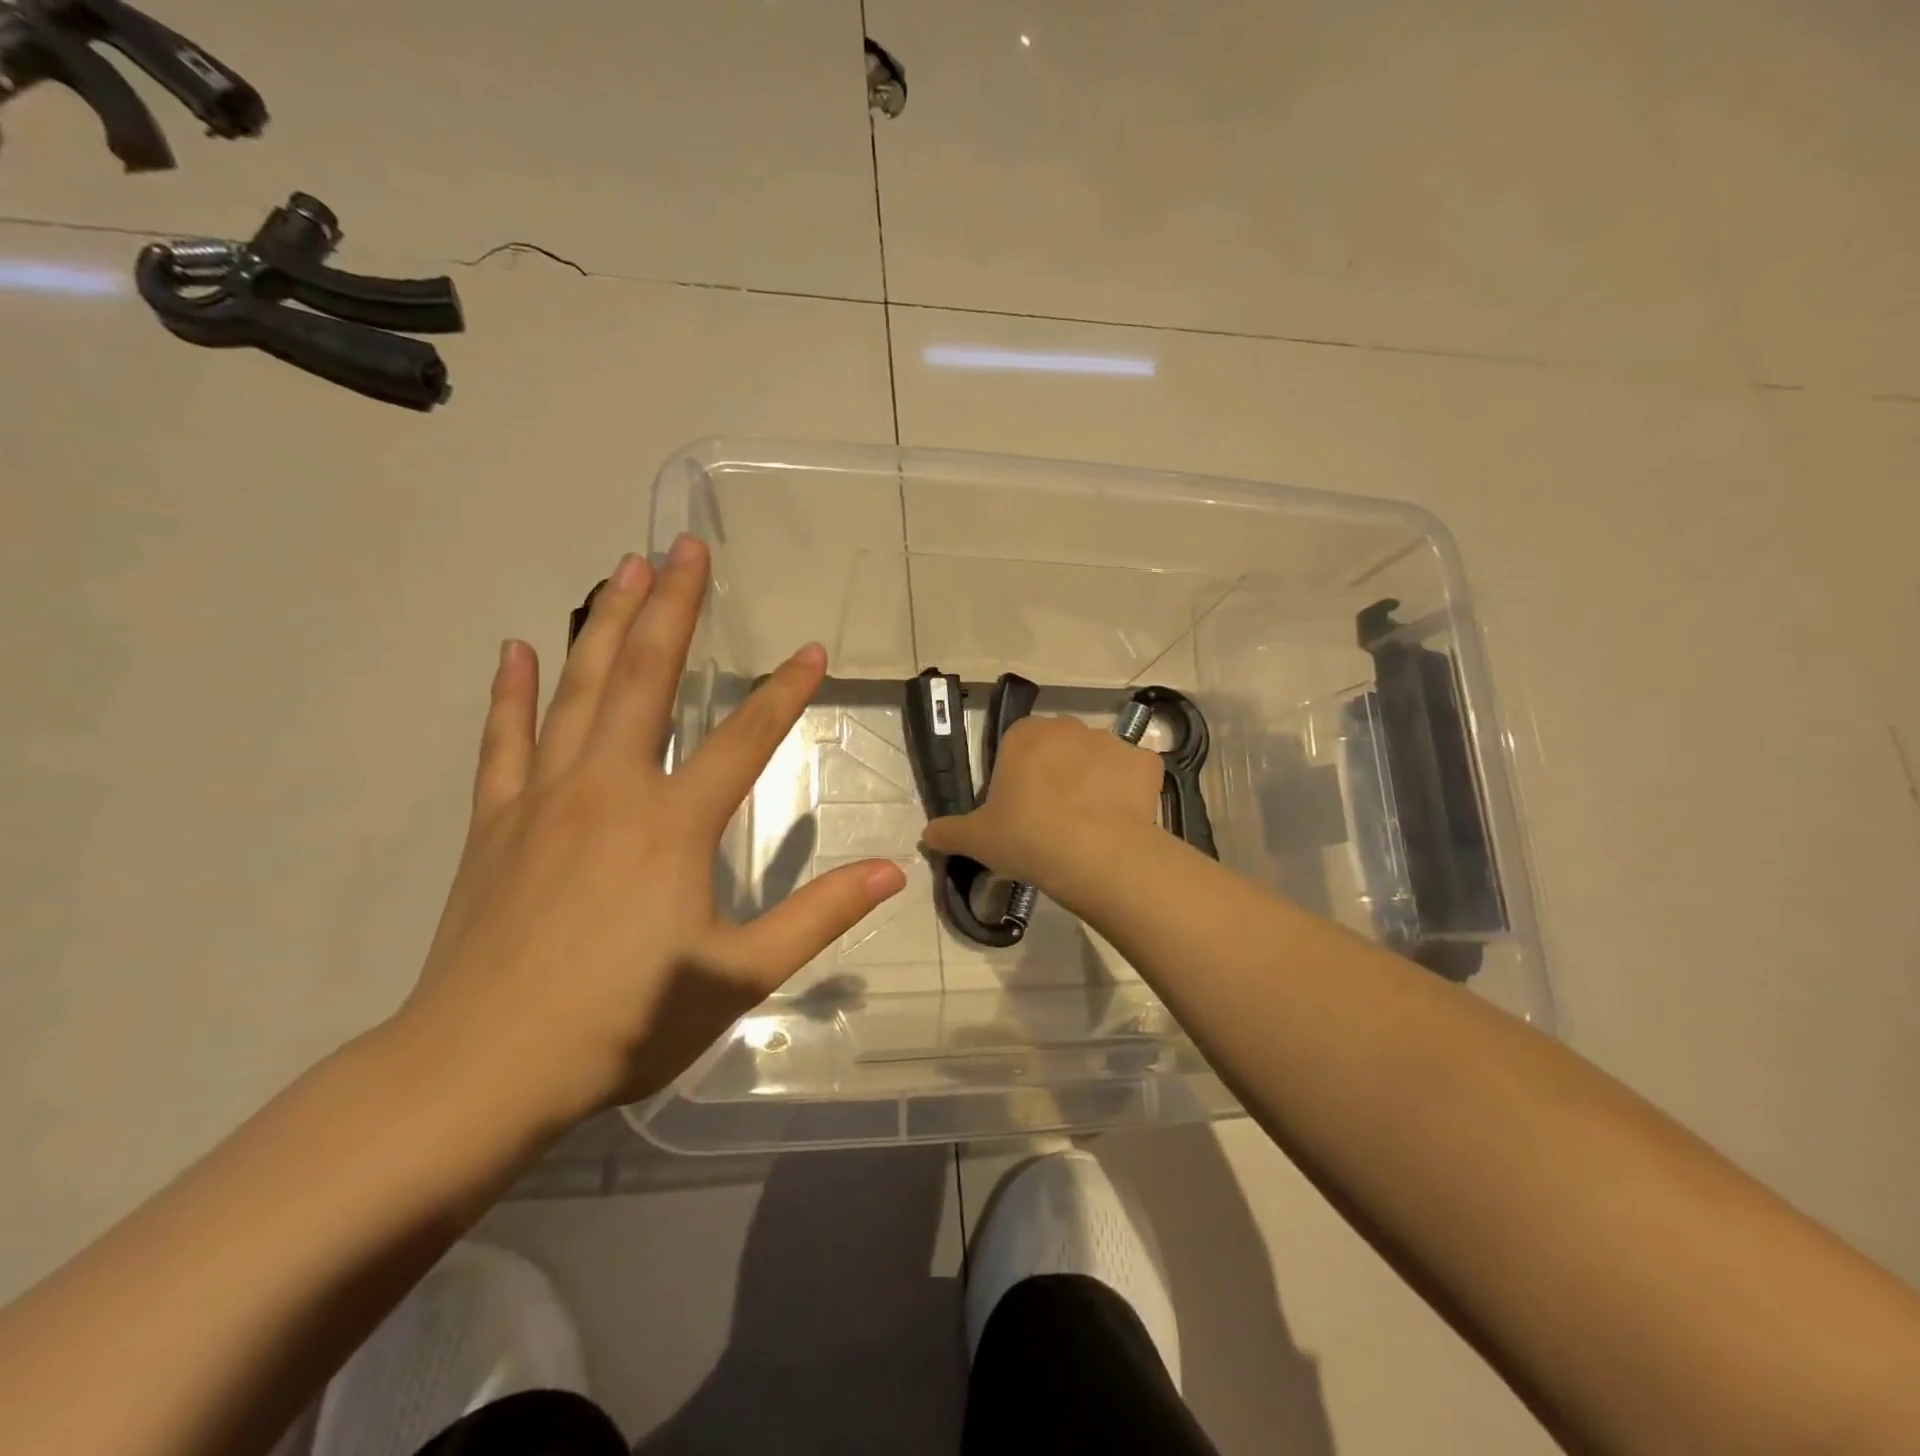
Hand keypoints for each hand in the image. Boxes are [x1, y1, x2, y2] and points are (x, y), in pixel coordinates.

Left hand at [396, 538, 906, 1122]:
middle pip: (647, 678)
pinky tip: (515, 649)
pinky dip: (511, 692)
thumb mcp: (740, 974)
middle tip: (686, 547)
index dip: (785, 690)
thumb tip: (893, 871)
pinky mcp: (495, 823)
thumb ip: (820, 915)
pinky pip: (504, 741)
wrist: (480, 1069)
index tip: (813, 649)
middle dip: (674, 608)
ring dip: (604, 624)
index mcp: (673, 823)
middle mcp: (609, 788)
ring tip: (622, 568)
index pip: (745, 737)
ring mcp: (544, 799)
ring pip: (578, 690)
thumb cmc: (623, 1022)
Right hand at [921, 714, 1162, 895]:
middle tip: (1052, 817)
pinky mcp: (1145, 762)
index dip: (1017, 776)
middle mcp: (1069, 727)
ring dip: (1093, 780)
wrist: (1096, 854)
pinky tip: (1121, 821)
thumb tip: (927, 835)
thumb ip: (949, 832)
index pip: (1017, 745)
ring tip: (1090, 824)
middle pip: (1059, 747)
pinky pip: (1134, 774)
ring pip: (1097, 758)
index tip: (1018, 809)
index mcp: (1024, 735)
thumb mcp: (976, 839)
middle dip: (1056, 773)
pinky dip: (1129, 792)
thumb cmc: (1027, 837)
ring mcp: (1112, 741)